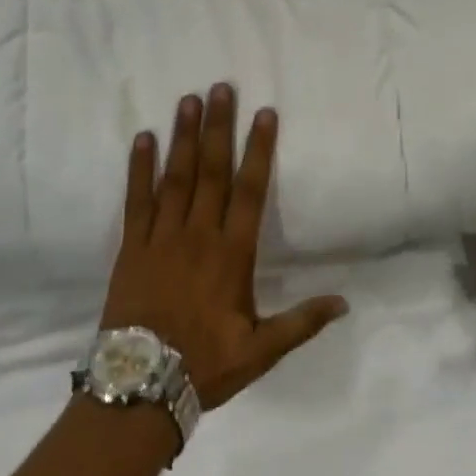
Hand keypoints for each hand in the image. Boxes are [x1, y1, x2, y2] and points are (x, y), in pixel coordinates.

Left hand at [100, 85, 348, 410]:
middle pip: (212, 172)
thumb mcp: (261, 351)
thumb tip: (344, 303)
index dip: (259, 150)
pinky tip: (143, 139)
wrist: (139, 388)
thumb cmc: (205, 365)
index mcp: (232, 255)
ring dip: (183, 137)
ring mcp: (161, 238)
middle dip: (219, 127)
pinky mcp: (131, 247)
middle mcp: (198, 235)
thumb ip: (301, 323)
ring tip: (188, 100)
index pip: (250, 191)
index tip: (265, 114)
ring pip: (176, 177)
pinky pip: (136, 200)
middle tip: (221, 87)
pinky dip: (139, 168)